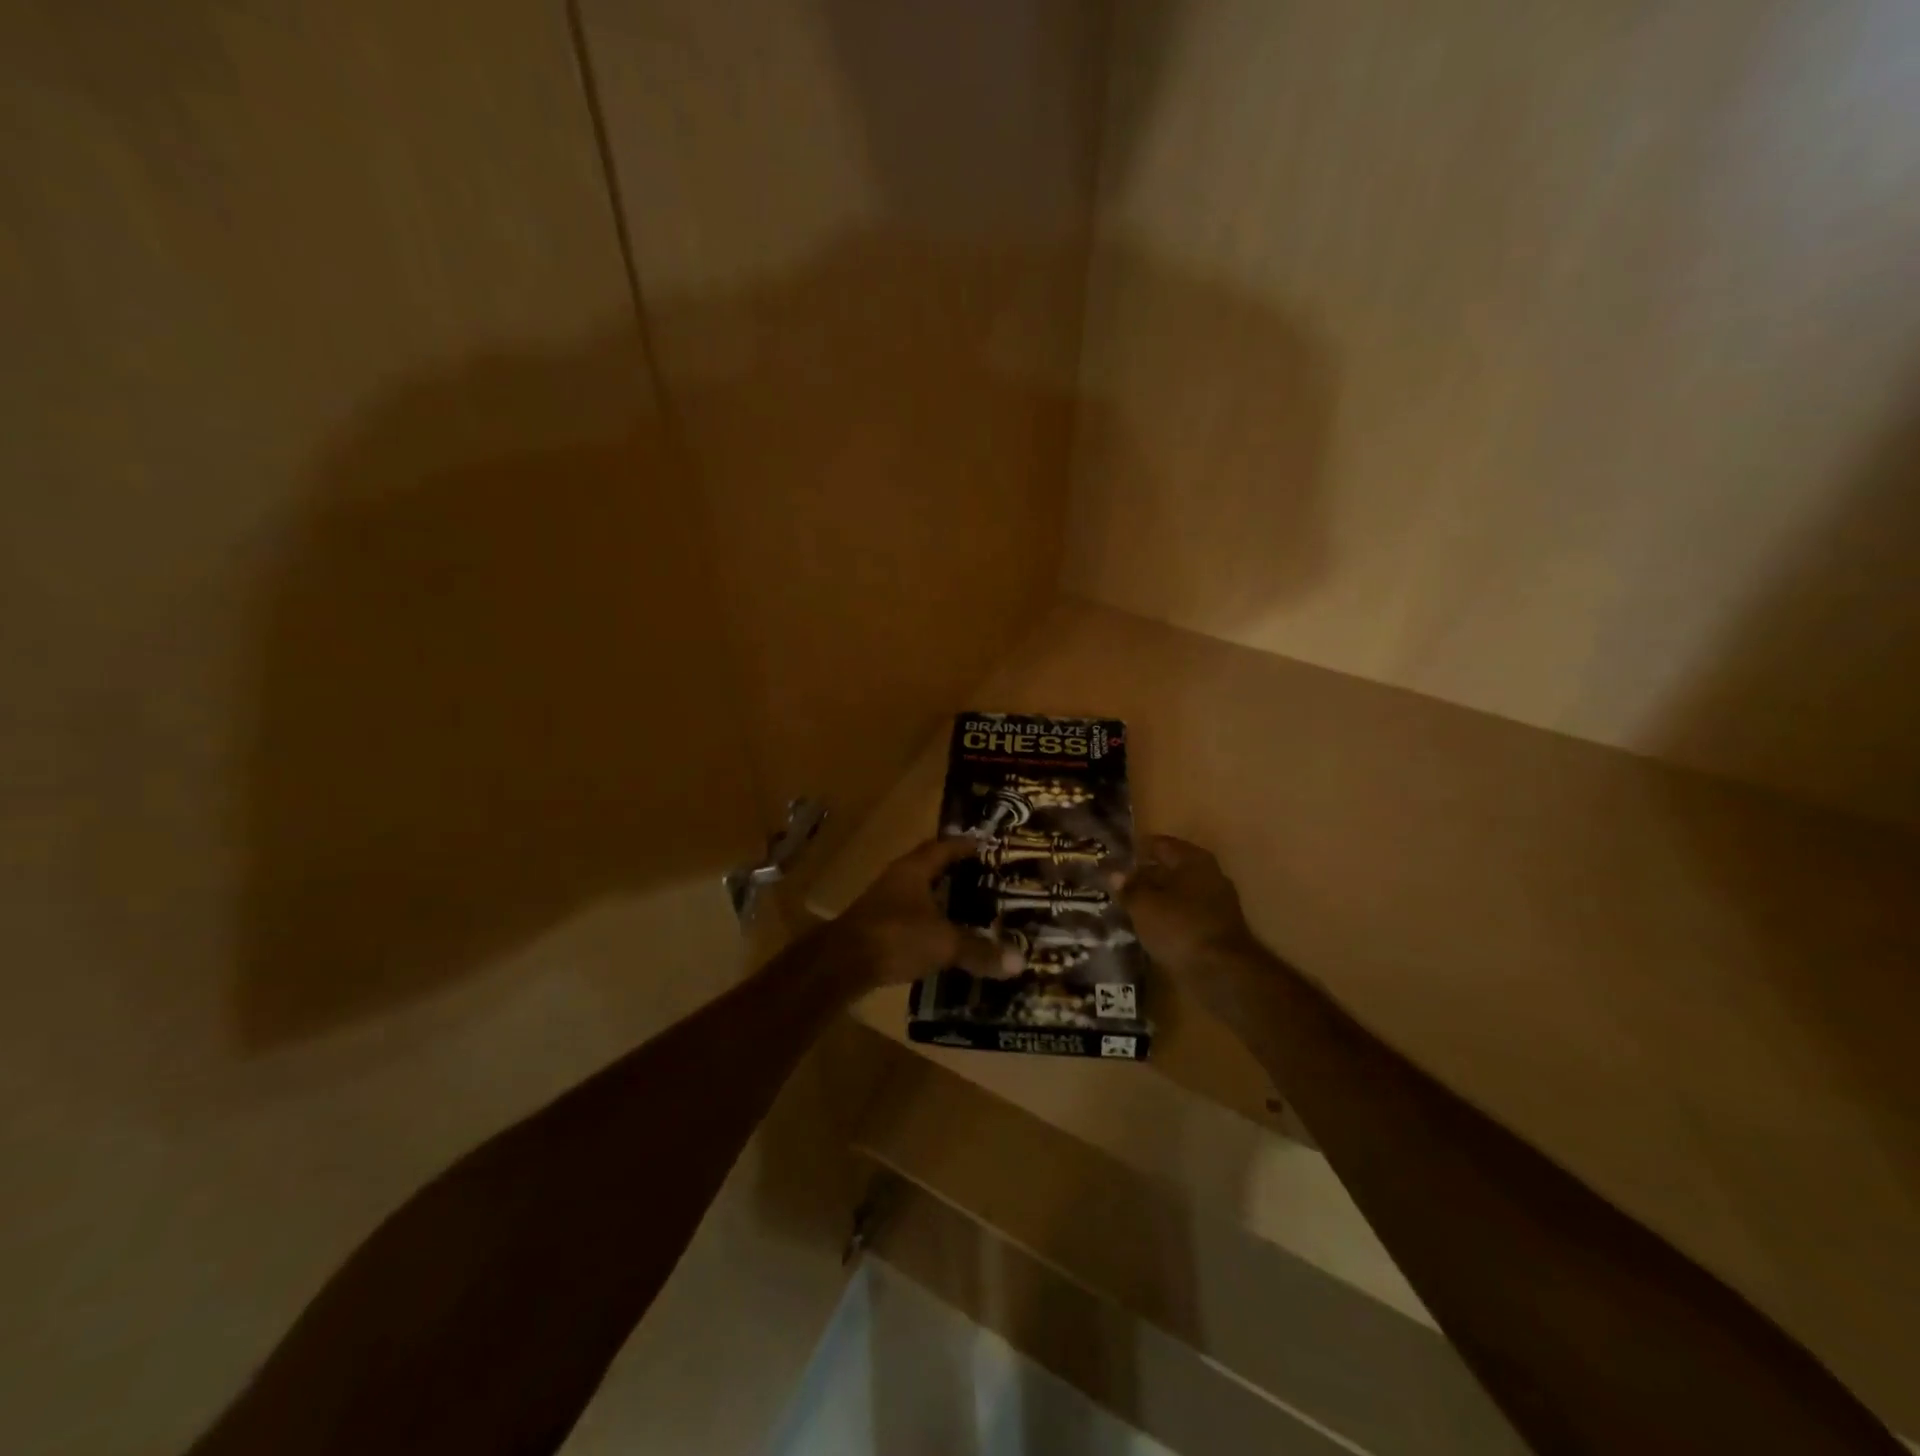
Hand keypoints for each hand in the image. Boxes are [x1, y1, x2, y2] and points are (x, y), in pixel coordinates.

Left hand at [825, 837, 1022, 994]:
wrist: (841, 964)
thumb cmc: (895, 937)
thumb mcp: (944, 943)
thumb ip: (979, 950)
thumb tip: (1019, 961)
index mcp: (914, 870)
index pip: (943, 847)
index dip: (964, 845)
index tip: (986, 844)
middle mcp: (897, 879)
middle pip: (929, 867)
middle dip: (955, 871)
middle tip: (984, 877)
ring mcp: (883, 903)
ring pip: (918, 893)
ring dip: (940, 898)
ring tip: (969, 907)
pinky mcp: (876, 927)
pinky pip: (910, 917)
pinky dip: (929, 922)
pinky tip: (943, 936)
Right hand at [1118, 835, 1260, 974]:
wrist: (1222, 973)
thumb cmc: (1179, 927)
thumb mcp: (1144, 906)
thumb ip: (1129, 888)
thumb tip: (1115, 873)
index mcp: (1194, 860)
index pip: (1161, 845)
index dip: (1138, 850)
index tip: (1116, 858)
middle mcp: (1210, 875)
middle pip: (1172, 869)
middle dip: (1147, 876)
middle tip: (1120, 884)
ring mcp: (1218, 903)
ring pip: (1180, 894)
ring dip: (1158, 899)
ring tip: (1130, 906)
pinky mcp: (1218, 930)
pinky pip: (1186, 915)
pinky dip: (1169, 917)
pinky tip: (1151, 927)